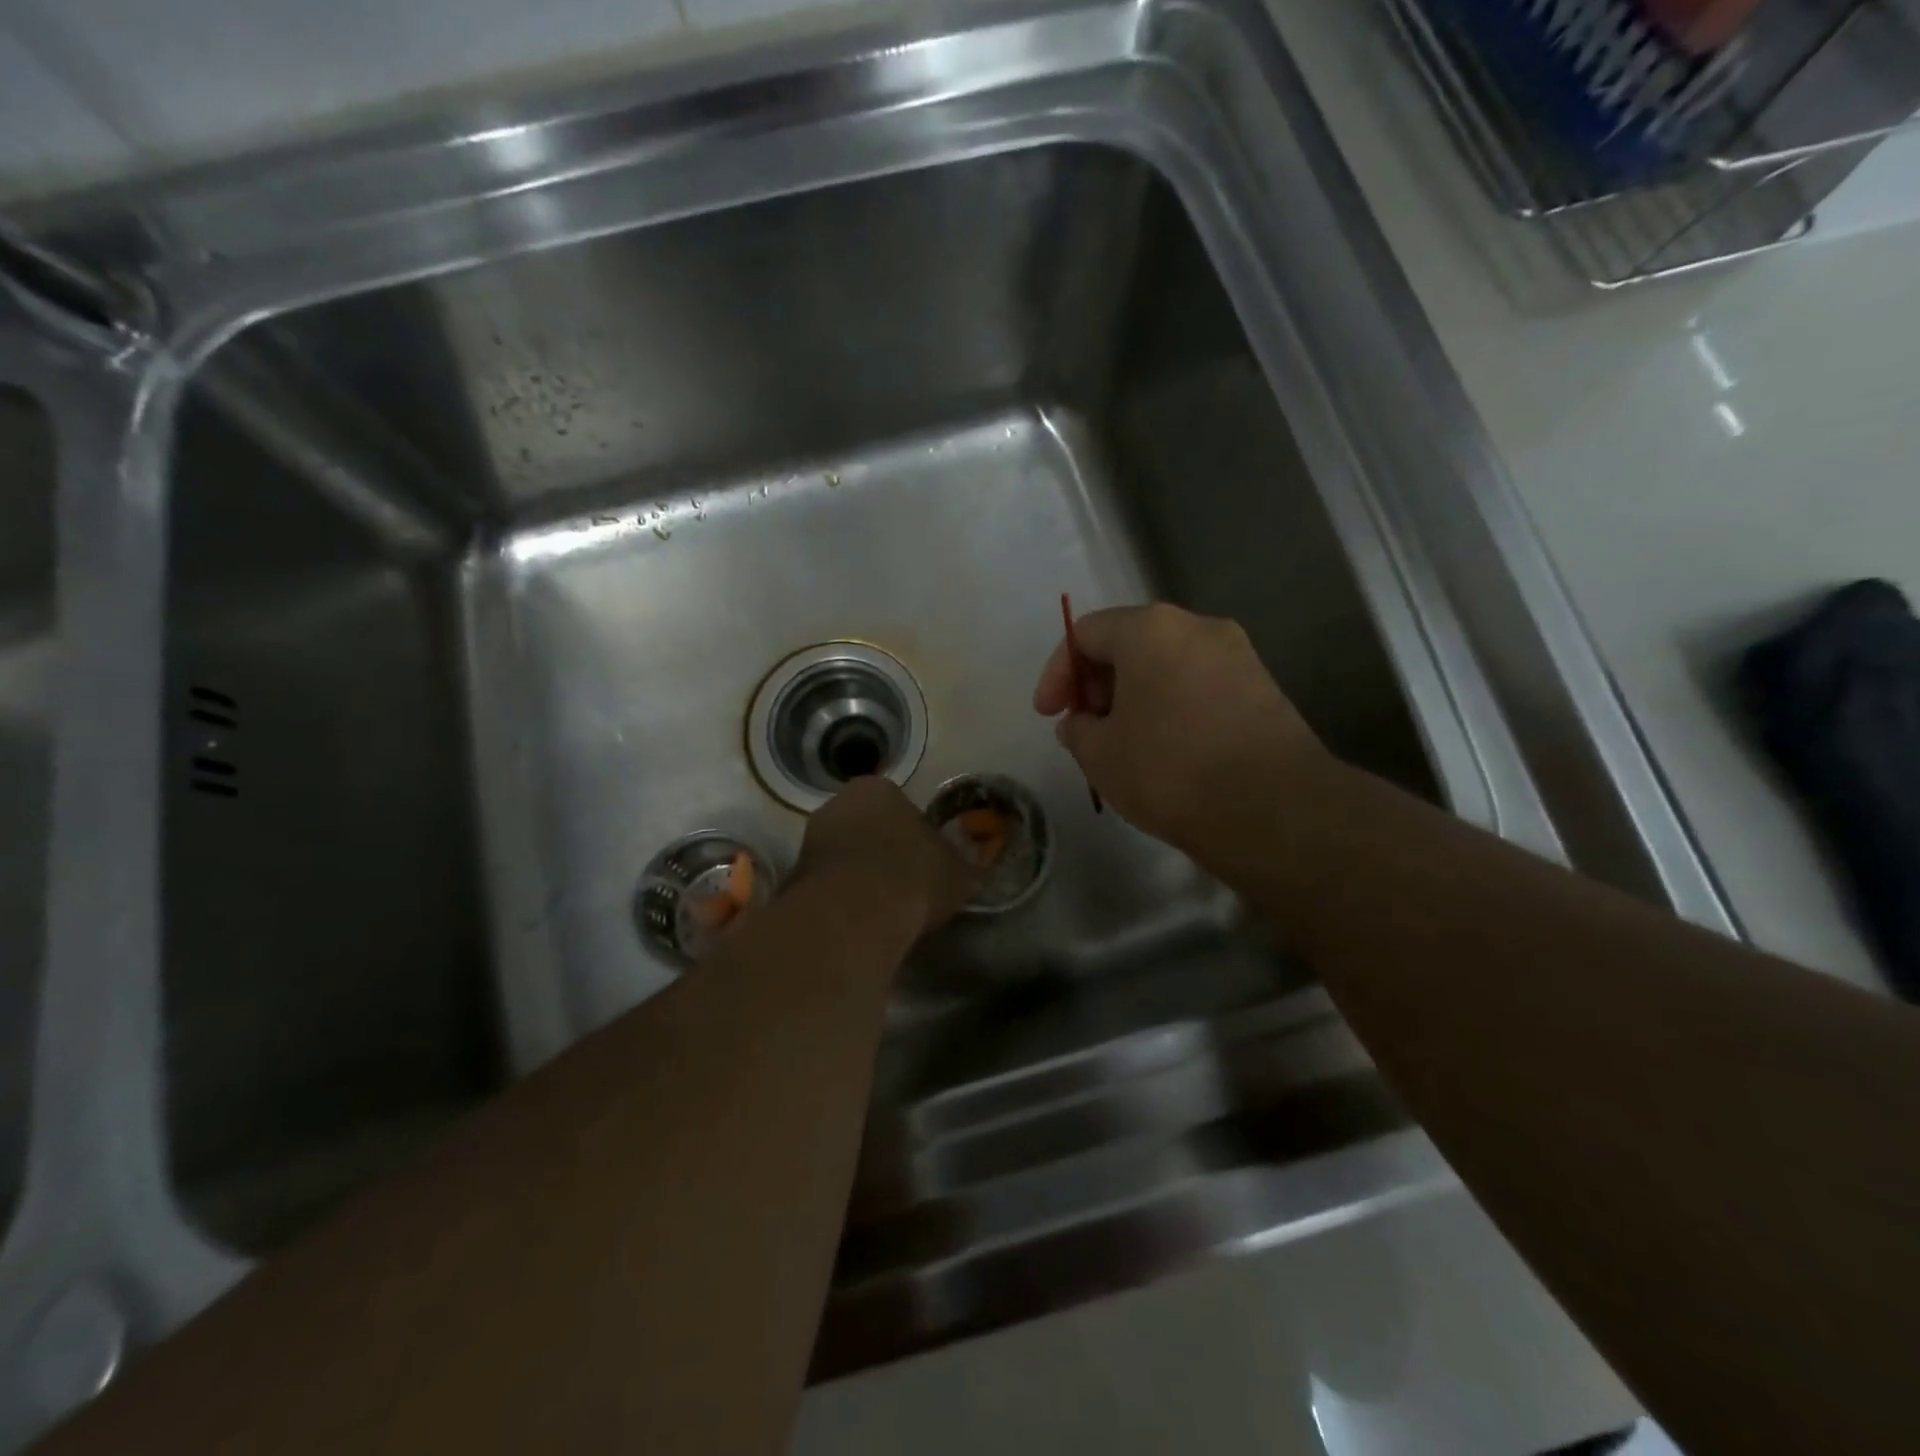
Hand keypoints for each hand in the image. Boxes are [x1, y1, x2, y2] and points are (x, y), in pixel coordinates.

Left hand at [791, 777, 980, 936]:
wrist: (855, 914)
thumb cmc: (913, 876)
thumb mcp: (958, 871)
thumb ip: (963, 864)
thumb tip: (972, 866)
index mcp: (877, 789)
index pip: (899, 805)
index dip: (914, 834)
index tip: (925, 862)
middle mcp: (837, 804)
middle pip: (866, 827)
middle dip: (881, 851)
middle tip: (903, 883)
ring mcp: (810, 840)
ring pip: (843, 856)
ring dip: (858, 875)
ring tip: (882, 908)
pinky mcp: (793, 878)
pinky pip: (826, 885)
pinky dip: (840, 899)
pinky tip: (858, 922)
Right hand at [1032, 603, 1329, 860]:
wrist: (1272, 808)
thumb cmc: (1169, 770)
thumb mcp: (1100, 755)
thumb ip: (1079, 730)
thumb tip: (1083, 723)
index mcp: (1150, 629)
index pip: (1085, 633)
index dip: (1057, 673)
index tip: (1050, 714)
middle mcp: (1197, 627)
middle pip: (1130, 643)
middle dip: (1098, 684)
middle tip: (1086, 728)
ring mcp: (1238, 655)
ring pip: (1167, 665)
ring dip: (1135, 697)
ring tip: (1123, 743)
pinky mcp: (1263, 687)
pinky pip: (1199, 685)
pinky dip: (1171, 707)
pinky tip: (1166, 750)